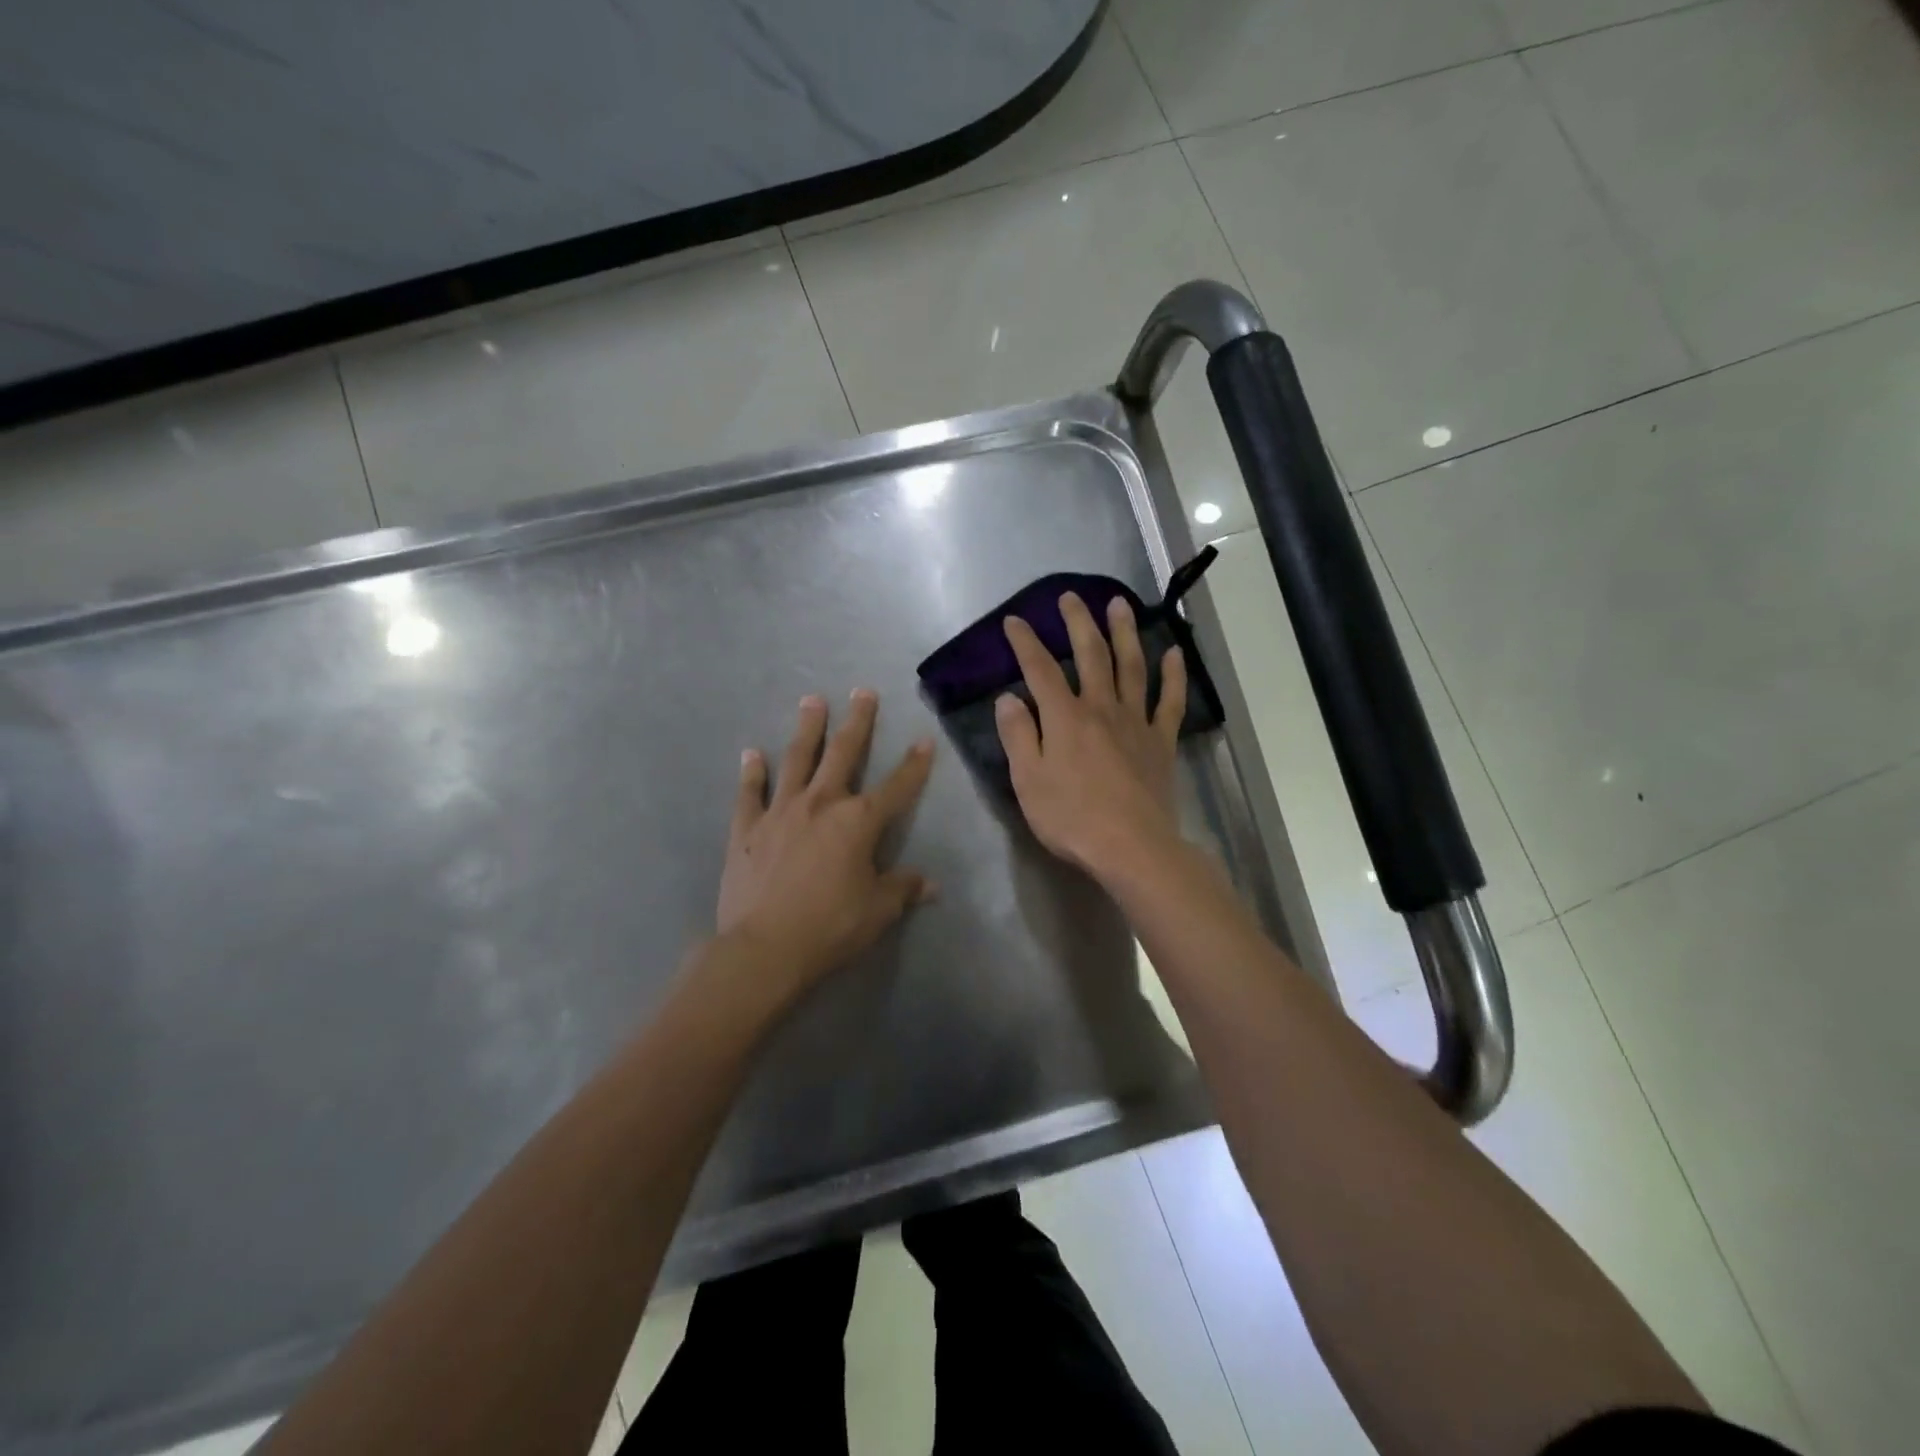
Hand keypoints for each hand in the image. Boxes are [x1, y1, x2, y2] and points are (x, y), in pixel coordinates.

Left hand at [717, 690, 935, 994]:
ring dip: (807, 729)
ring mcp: (781, 811)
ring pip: (797, 760)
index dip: (913, 765)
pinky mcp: (747, 828)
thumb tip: (930, 884)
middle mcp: (821, 804)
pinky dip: (752, 773)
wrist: (764, 948)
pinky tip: (751, 754)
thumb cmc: (830, 928)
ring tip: (811, 701)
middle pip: (843, 753)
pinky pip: (750, 793)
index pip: (896, 787)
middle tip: (862, 692)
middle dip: (857, 722)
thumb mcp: (878, 911)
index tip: (924, 741)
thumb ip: (903, 889)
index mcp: (858, 822)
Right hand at [995, 592, 1186, 882]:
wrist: (1131, 847)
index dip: (1025, 643)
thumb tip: (1009, 697)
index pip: (1040, 670)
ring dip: (1125, 632)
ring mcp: (1136, 722)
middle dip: (1078, 623)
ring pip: (1132, 667)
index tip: (1015, 621)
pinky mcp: (1161, 742)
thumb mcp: (1028, 781)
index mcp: (1065, 718)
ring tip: (1120, 604)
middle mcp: (1101, 708)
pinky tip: (1174, 653)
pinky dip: (1174, 676)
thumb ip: (1018, 735)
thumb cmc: (1071, 818)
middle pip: (1090, 655)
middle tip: (1071, 597)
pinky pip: (1170, 702)